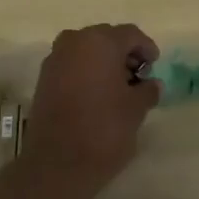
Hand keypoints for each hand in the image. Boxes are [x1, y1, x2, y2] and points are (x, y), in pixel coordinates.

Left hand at [23, 24, 160, 198]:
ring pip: (87, 50)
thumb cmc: (104, 129)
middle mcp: (75, 41)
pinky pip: (72, 64)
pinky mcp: (43, 77)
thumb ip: (147, 90)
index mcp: (101, 41)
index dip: (146, 48)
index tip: (155, 67)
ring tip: (118, 88)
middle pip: (107, 38)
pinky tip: (97, 94)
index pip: (131, 34)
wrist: (57, 163)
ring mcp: (56, 58)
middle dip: (124, 54)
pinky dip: (86, 72)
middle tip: (138, 77)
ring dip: (104, 62)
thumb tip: (152, 84)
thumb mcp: (136, 110)